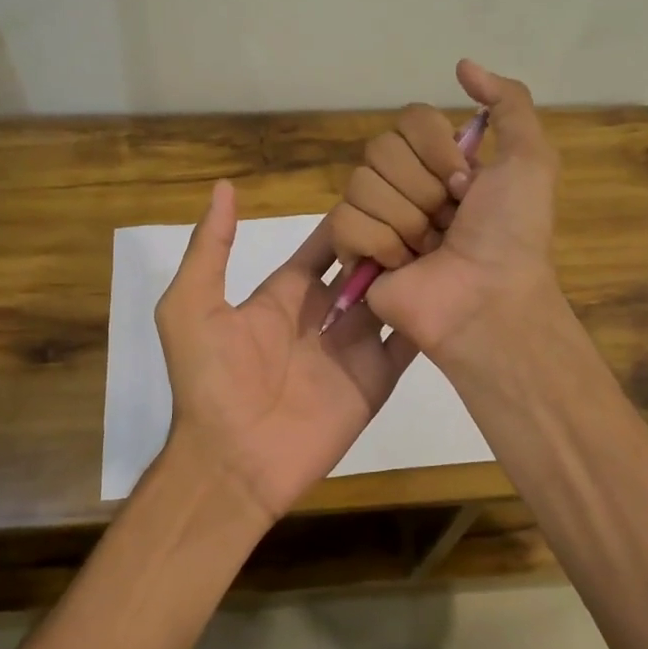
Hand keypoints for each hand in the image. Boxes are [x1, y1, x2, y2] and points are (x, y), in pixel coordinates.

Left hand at [155, 181, 419, 521]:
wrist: (232, 461)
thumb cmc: (210, 381)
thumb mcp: (192, 305)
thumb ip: (210, 248)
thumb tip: (225, 187)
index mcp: (286, 293)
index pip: (325, 245)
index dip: (348, 218)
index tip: (381, 187)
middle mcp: (324, 314)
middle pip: (364, 265)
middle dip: (388, 238)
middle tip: (427, 204)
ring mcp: (353, 346)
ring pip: (391, 296)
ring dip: (413, 270)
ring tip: (448, 233)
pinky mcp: (376, 378)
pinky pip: (407, 341)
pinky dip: (428, 316)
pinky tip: (455, 284)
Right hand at [329, 59, 560, 357]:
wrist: (488, 299)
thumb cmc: (512, 233)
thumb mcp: (530, 160)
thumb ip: (508, 103)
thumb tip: (462, 65)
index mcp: (441, 162)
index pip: (408, 119)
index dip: (435, 149)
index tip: (465, 184)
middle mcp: (406, 183)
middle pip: (380, 150)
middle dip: (422, 188)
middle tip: (449, 220)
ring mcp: (378, 217)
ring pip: (360, 184)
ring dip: (405, 220)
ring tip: (428, 249)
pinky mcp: (354, 251)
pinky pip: (344, 221)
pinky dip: (379, 243)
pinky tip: (402, 265)